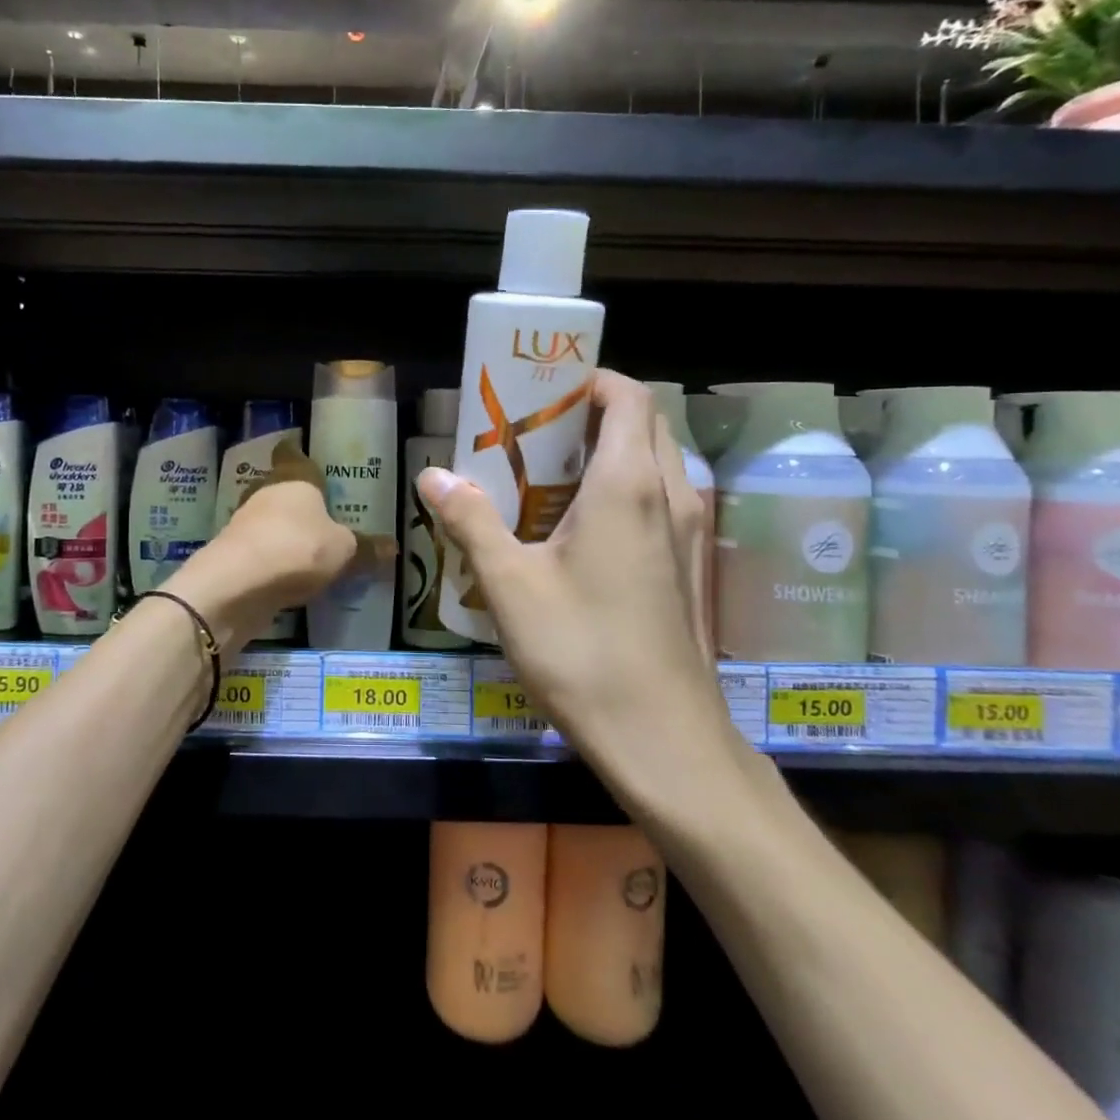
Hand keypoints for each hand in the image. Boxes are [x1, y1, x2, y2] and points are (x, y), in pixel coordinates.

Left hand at [170, 439, 390, 645]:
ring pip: (268, 520)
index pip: (291, 453)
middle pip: (280, 488)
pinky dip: (273, 559)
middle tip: (324, 512)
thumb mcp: (344, 551)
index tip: (310, 459)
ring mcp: (244, 523)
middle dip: (298, 500)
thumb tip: (393, 547)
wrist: (235, 585)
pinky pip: (261, 551)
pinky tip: (292, 576)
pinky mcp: (232, 555)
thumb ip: (366, 548)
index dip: (299, 453)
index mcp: (293, 477)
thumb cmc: (297, 548)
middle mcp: (265, 492)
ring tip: (312, 547)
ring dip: (284, 531)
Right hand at [416, 371, 756, 826]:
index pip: (627, 396)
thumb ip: (471, 521)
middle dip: (593, 413)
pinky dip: (623, 489)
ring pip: (655, 463)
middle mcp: (669, 496)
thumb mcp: (510, 585)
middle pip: (644, 423)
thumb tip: (432, 476)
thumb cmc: (582, 651)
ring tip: (548, 474)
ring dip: (608, 452)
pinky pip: (658, 500)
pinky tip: (575, 530)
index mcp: (629, 484)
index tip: (541, 390)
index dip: (589, 380)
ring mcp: (687, 534)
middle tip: (534, 431)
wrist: (662, 739)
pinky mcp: (685, 568)